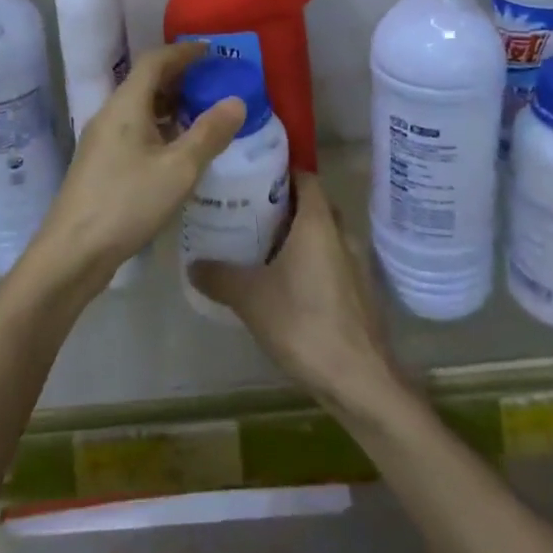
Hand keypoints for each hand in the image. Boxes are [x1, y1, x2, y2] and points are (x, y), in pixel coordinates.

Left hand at [32, 41, 244, 296]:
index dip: (183, 52)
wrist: (73, 252)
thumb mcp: (178, 169)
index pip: (155, 61)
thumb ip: (209, 133)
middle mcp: (110, 114)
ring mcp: (102, 139)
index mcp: (126, 104)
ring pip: (140, 107)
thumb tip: (236, 100)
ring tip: (203, 113)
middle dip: (180, 77)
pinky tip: (178, 149)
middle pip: (146, 81)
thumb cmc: (127, 202)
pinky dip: (159, 127)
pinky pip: (134, 129)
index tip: (212, 51)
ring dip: (170, 104)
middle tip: (213, 81)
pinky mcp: (100, 163)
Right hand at [189, 174, 396, 408]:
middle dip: (284, 204)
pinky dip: (309, 261)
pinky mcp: (359, 292)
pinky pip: (331, 260)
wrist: (360, 382)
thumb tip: (192, 264)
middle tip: (249, 210)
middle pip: (313, 204)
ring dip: (297, 236)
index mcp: (319, 221)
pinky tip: (284, 282)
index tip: (252, 175)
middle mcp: (342, 233)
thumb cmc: (304, 324)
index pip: (304, 176)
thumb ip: (219, 276)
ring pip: (323, 235)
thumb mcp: (251, 298)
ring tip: (260, 245)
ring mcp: (355, 264)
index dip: (280, 171)